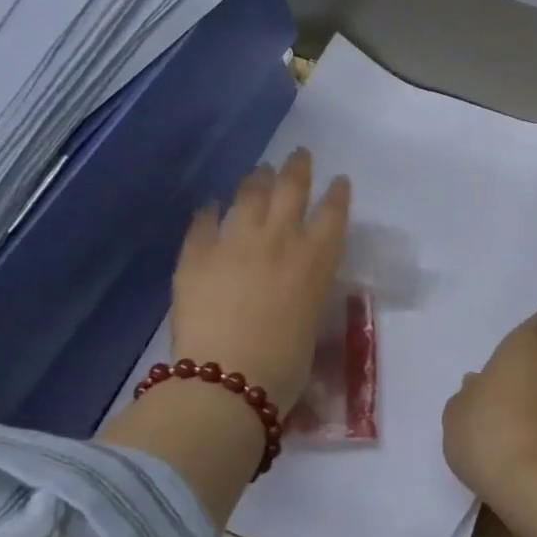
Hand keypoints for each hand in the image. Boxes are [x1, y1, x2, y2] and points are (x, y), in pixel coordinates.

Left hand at [171, 149, 349, 413]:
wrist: (228, 381)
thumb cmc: (285, 366)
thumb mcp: (311, 321)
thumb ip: (307, 289)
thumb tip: (297, 281)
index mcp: (316, 259)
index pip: (333, 212)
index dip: (337, 193)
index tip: (339, 180)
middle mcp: (280, 239)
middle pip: (292, 188)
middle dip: (298, 168)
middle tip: (299, 155)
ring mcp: (235, 241)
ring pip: (249, 194)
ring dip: (257, 179)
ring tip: (260, 171)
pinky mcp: (197, 254)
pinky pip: (203, 222)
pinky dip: (209, 211)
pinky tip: (210, 206)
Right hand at [443, 310, 536, 503]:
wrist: (535, 484)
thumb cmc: (488, 430)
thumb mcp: (457, 411)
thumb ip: (468, 392)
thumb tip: (479, 385)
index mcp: (528, 341)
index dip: (528, 332)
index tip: (511, 348)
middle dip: (533, 361)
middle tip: (507, 380)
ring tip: (515, 412)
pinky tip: (528, 435)